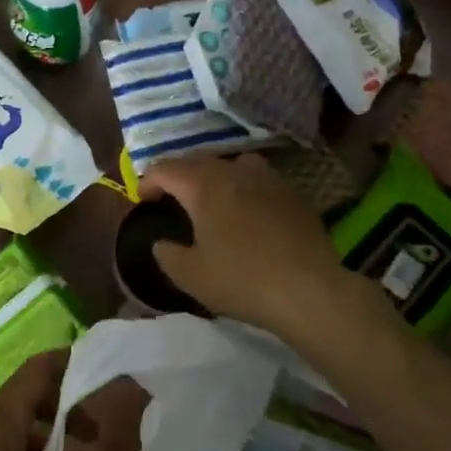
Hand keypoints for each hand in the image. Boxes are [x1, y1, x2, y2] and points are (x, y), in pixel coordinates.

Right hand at [141, 153, 359, 336]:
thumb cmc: (241, 279)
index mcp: (203, 185)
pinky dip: (243, 186)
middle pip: (197, 161)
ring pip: (230, 164)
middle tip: (169, 196)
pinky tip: (246, 209)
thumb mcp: (190, 275)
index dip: (148, 181)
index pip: (165, 168)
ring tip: (209, 197)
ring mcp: (267, 178)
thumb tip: (161, 242)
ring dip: (213, 176)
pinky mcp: (292, 192)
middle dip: (178, 176)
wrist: (309, 290)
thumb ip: (167, 254)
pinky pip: (258, 178)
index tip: (142, 199)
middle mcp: (233, 170)